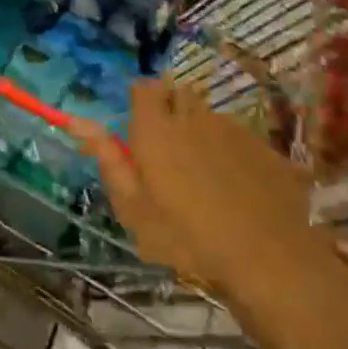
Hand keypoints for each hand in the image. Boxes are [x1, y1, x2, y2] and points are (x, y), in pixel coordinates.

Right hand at [75, 78, 321, 299]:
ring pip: (208, 116)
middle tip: (170, 152)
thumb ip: (108, 159)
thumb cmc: (188, 238)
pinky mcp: (262, 147)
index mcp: (156, 127)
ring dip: (201, 132)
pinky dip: (232, 152)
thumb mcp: (134, 208)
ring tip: (204, 173)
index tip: (141, 129)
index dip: (141, 102)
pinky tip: (237, 187)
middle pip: (178, 95)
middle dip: (171, 113)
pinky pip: (239, 137)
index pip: (143, 87)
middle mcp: (192, 116)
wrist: (268, 261)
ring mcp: (231, 129)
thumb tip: (78, 122)